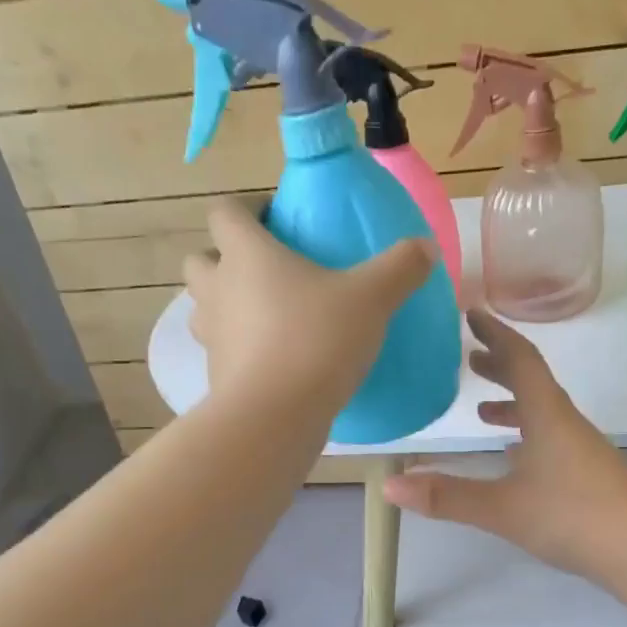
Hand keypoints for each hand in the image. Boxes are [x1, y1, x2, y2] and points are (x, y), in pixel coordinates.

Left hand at [185, 200, 435, 409]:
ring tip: (264, 318)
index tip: (275, 221)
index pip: (225, 212)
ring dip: (224, 306)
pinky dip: (237, 351)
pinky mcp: (216, 377)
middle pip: (200, 259)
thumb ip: (400, 268)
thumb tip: (426, 246)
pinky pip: (221, 352)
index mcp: (246, 254)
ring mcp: (212, 336)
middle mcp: (218, 289)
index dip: (245, 210)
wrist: (277, 416)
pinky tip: (272, 363)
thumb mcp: (372, 299)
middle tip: (264, 272)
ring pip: (202, 309)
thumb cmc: (317, 341)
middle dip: (223, 259)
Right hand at [382, 312, 626, 580]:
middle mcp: (566, 423)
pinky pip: (551, 437)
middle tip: (470, 357)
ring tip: (482, 408)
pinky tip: (514, 457)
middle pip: (533, 381)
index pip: (521, 360)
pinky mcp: (588, 474)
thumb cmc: (574, 518)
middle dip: (500, 364)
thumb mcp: (503, 508)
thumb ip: (447, 496)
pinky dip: (527, 434)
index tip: (472, 313)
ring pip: (543, 411)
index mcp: (547, 416)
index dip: (496, 333)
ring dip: (513, 401)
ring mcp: (581, 449)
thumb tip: (389, 485)